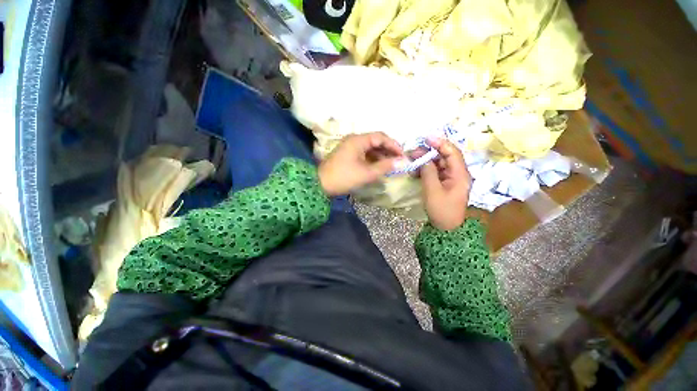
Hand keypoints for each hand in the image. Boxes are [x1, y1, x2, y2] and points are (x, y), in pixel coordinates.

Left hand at [319, 132, 402, 196]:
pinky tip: (379, 166)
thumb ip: (385, 166)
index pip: (381, 137)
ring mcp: (350, 147)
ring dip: (381, 155)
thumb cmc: (344, 177)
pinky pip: (364, 153)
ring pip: (370, 148)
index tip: (403, 155)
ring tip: (391, 165)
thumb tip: (402, 161)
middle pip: (376, 141)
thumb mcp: (367, 173)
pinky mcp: (347, 154)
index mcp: (358, 140)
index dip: (394, 145)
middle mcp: (354, 140)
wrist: (320, 184)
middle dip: (388, 150)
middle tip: (399, 161)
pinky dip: (372, 159)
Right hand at [418, 137, 470, 230]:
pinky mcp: (444, 183)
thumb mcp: (433, 191)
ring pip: (438, 164)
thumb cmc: (441, 210)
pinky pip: (435, 172)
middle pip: (445, 157)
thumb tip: (423, 158)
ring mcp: (451, 179)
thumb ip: (428, 172)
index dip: (440, 143)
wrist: (445, 228)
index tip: (426, 138)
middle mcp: (458, 173)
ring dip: (425, 161)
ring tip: (412, 161)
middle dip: (429, 152)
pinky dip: (425, 170)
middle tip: (413, 152)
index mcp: (460, 174)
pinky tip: (415, 172)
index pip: (452, 153)